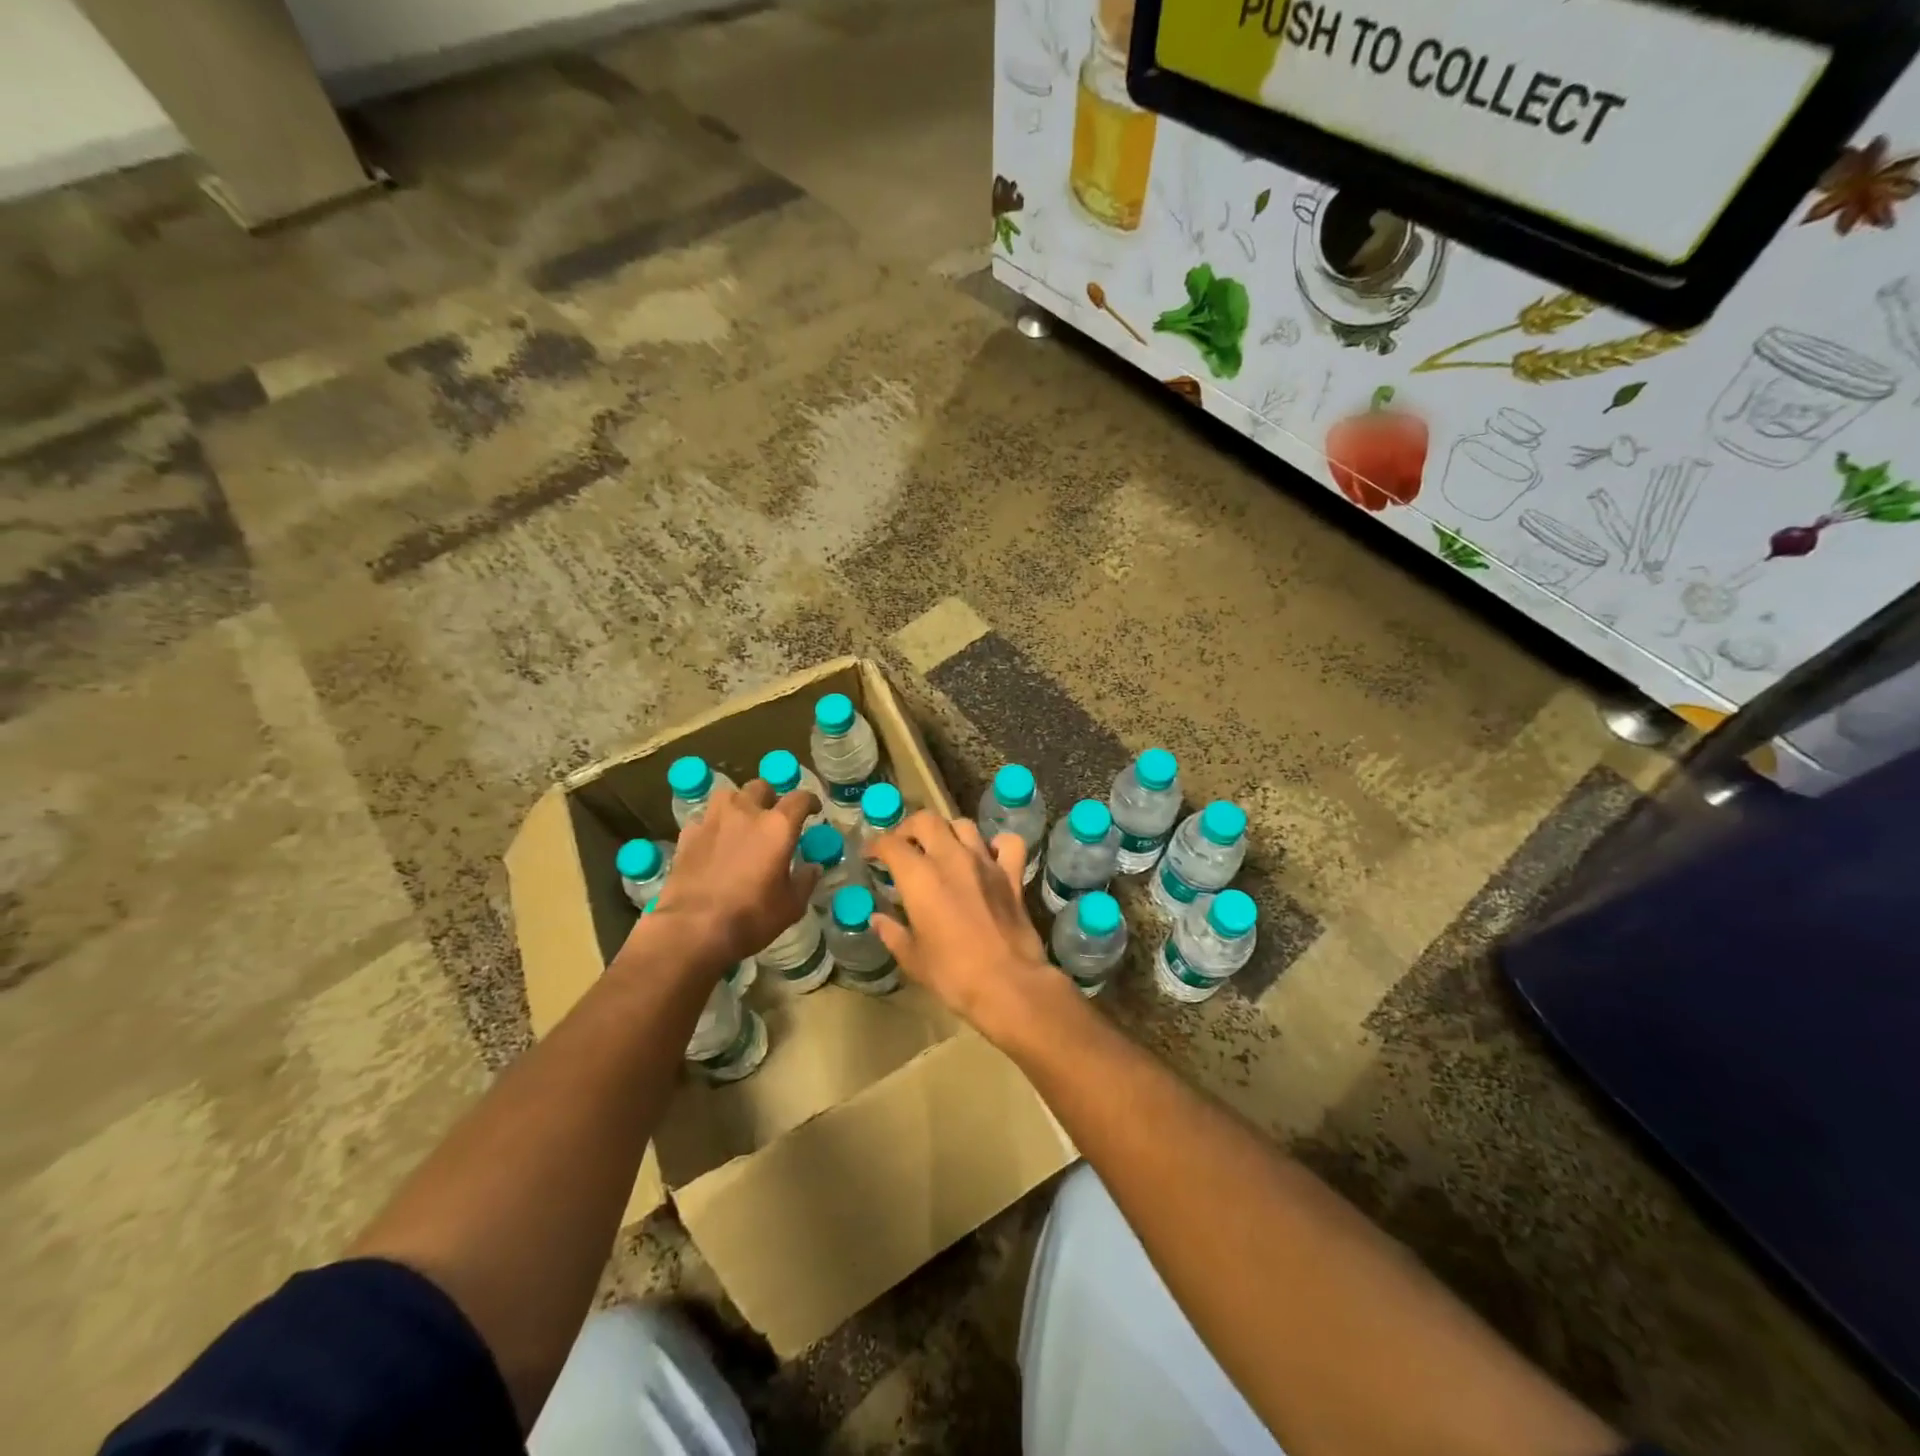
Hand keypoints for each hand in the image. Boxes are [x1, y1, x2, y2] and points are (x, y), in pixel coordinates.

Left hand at [645, 780, 818, 968]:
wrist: (692, 929)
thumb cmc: (750, 917)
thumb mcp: (791, 906)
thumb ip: (805, 881)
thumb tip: (812, 867)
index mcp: (778, 826)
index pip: (799, 798)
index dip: (810, 801)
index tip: (814, 810)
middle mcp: (745, 813)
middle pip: (761, 787)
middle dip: (771, 797)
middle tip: (774, 816)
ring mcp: (712, 821)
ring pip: (728, 795)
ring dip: (739, 803)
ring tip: (742, 821)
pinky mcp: (687, 835)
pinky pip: (704, 819)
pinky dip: (713, 825)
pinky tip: (714, 841)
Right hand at [867, 811, 1072, 1048]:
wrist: (1008, 985)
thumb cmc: (953, 975)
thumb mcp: (913, 959)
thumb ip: (893, 933)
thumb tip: (877, 919)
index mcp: (920, 878)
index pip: (891, 844)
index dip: (875, 845)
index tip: (870, 855)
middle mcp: (952, 859)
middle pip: (927, 821)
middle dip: (909, 828)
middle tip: (903, 846)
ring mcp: (985, 863)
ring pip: (963, 825)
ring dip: (948, 832)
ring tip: (941, 849)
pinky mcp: (1012, 875)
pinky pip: (1007, 843)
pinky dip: (997, 844)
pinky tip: (988, 856)